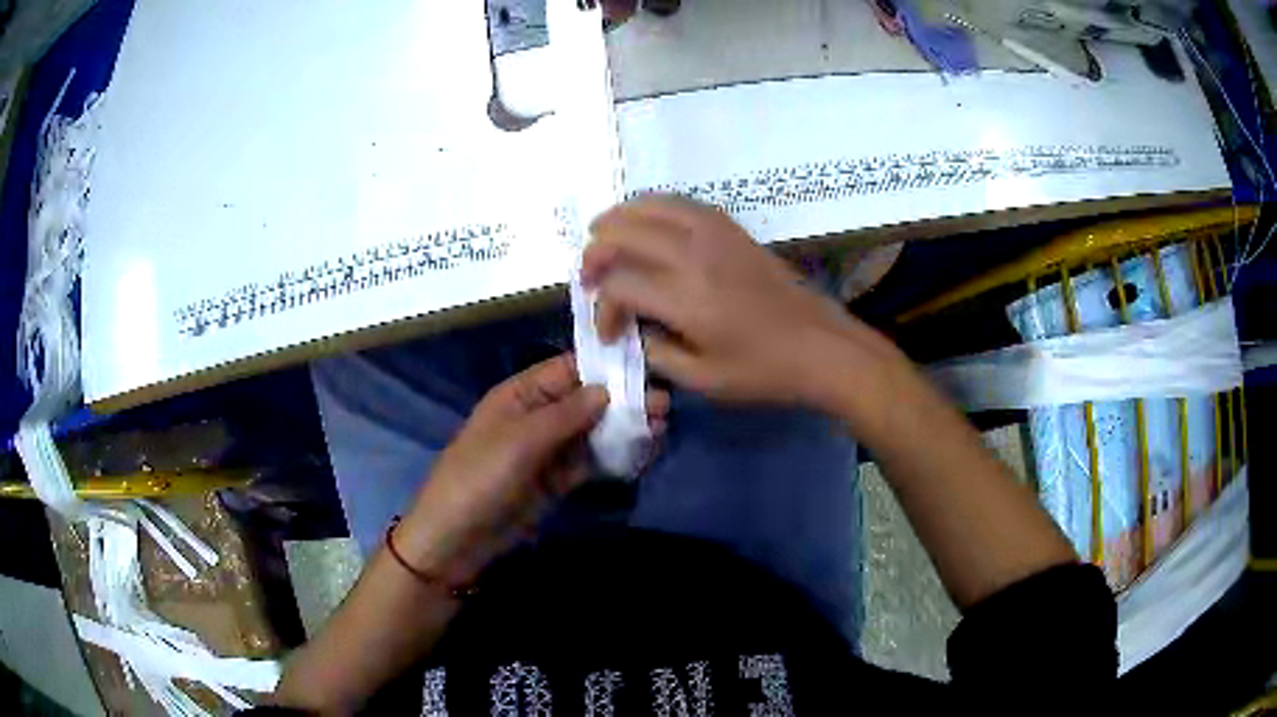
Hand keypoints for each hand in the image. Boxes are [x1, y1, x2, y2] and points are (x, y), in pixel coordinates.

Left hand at [392, 354, 667, 589]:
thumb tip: (606, 390)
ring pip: (592, 432)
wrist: (457, 538)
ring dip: (623, 429)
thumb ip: (565, 414)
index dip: (603, 366)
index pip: (567, 370)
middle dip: (622, 400)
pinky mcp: (556, 481)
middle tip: (664, 404)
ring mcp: (547, 451)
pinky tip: (642, 453)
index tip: (646, 364)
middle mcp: (537, 417)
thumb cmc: (479, 477)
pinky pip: (589, 463)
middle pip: (585, 401)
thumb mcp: (519, 439)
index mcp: (520, 395)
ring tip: (661, 428)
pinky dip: (614, 458)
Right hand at [583, 196, 903, 406]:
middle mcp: (694, 255)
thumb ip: (657, 354)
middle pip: (624, 232)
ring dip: (619, 218)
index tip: (609, 332)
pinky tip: (647, 221)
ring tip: (602, 233)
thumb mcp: (703, 379)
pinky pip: (682, 203)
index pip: (619, 285)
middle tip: (589, 275)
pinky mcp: (732, 229)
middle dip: (596, 252)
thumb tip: (636, 330)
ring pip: (651, 206)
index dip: (601, 307)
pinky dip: (653, 207)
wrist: (822, 347)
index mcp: (685, 298)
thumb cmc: (764, 371)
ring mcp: (715, 234)